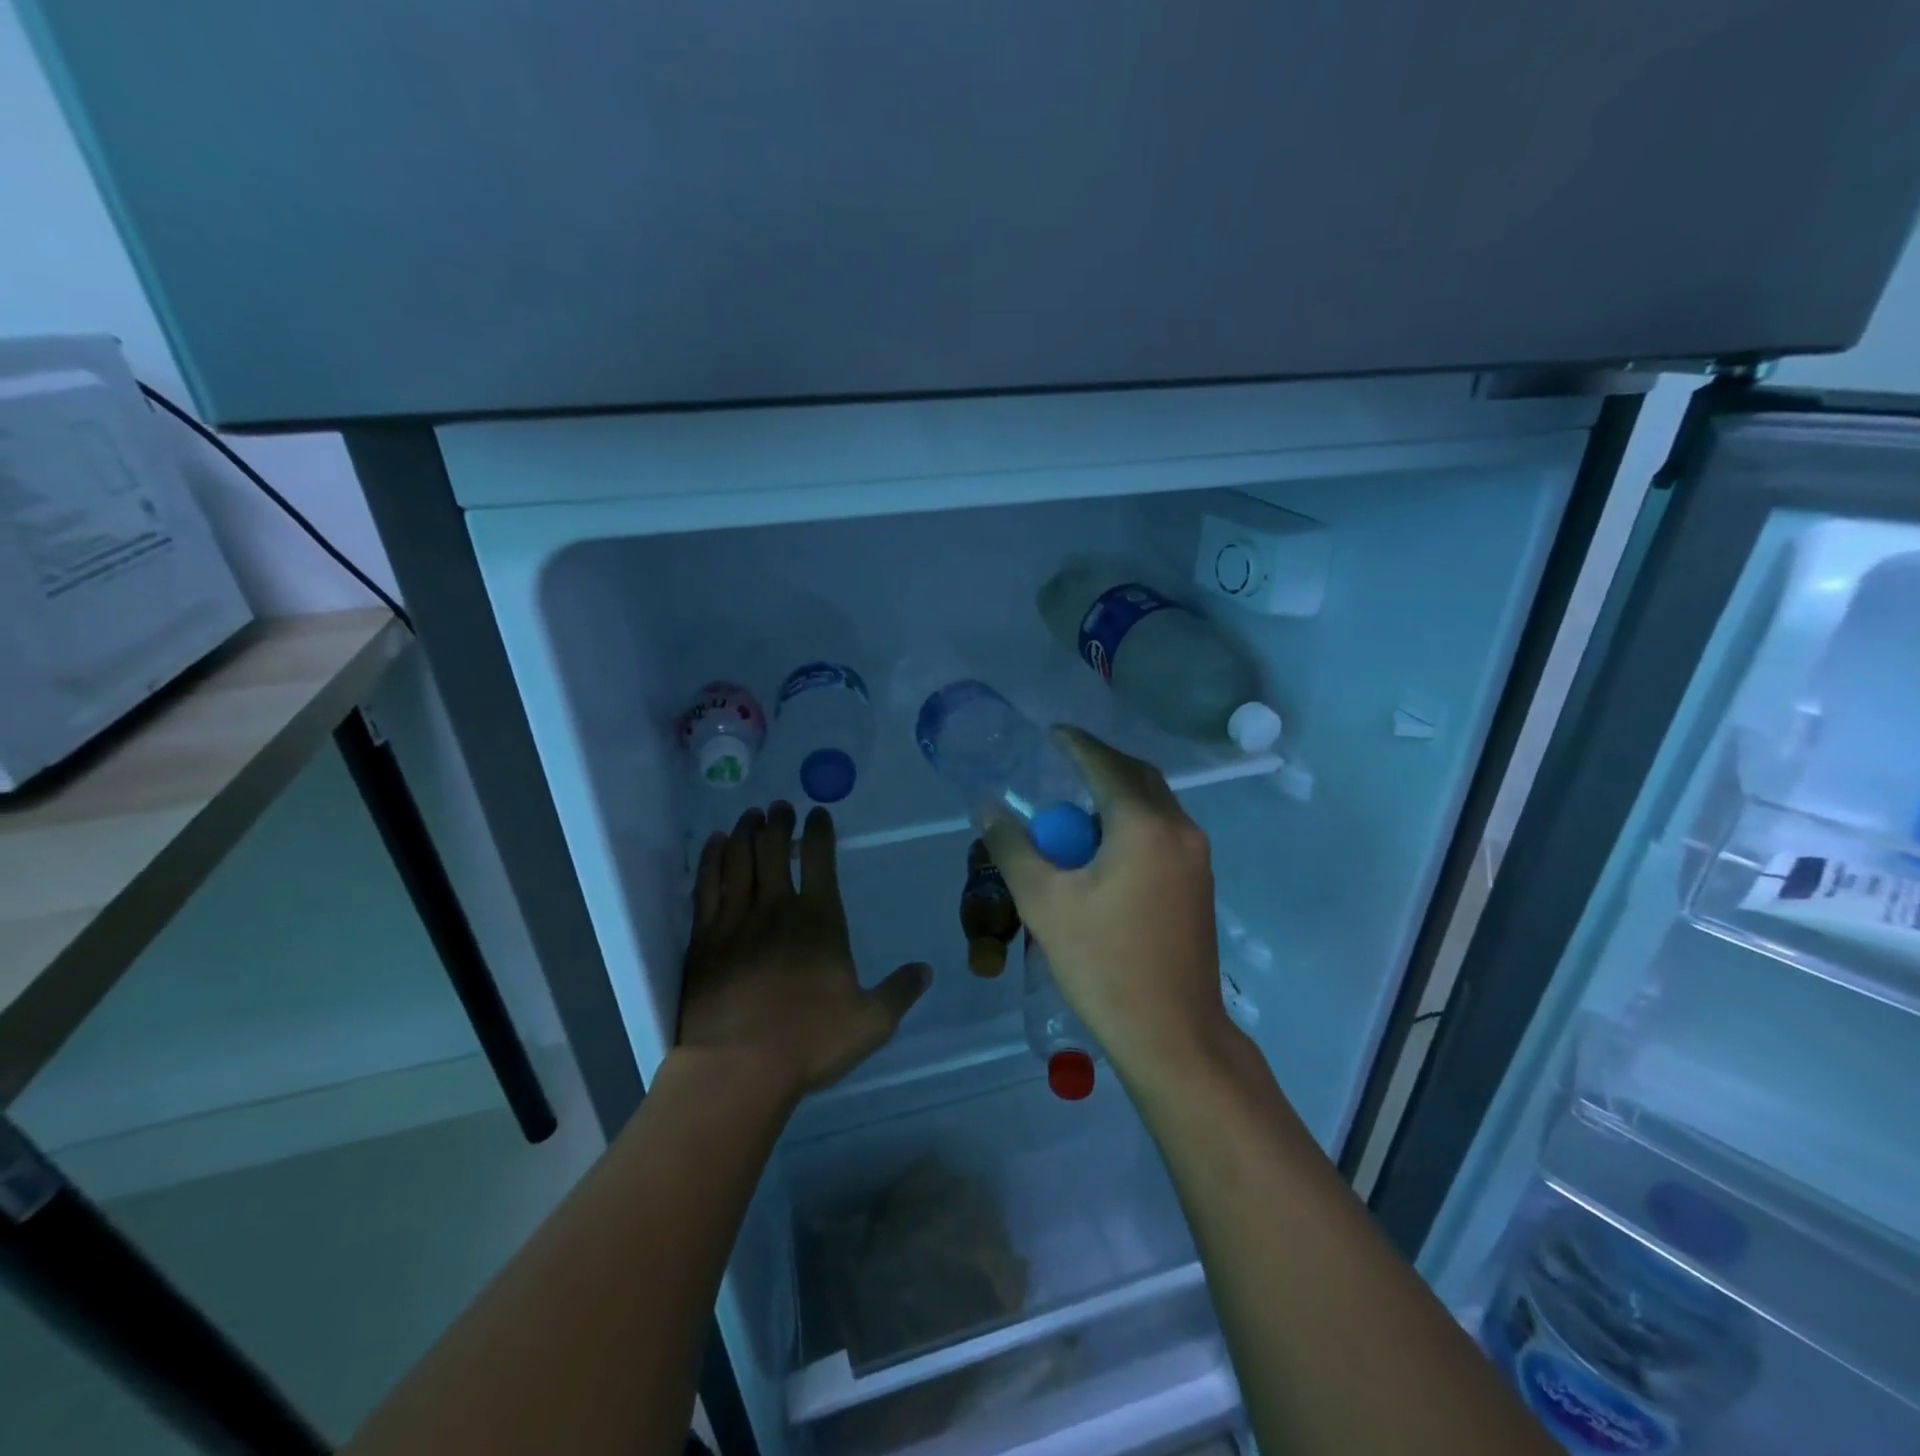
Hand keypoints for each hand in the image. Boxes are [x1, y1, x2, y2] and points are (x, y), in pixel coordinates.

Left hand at [678, 802, 931, 1104]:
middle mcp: (777, 910)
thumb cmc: (811, 1041)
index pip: (821, 862)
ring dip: (745, 834)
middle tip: (779, 806)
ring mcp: (736, 922)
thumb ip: (899, 992)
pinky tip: (713, 846)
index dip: (820, 832)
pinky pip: (707, 887)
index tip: (817, 812)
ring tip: (750, 816)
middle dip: (779, 824)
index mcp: (820, 921)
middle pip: (775, 851)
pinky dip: (711, 861)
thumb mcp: (871, 1022)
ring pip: (739, 862)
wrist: (739, 1067)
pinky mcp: (704, 940)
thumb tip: (926, 970)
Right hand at [985, 729, 1231, 1078]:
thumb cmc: (1103, 965)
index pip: (1105, 765)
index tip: (1050, 733)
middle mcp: (1180, 830)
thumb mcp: (1044, 903)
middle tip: (1062, 765)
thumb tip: (988, 809)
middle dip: (1100, 763)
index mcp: (1144, 826)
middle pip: (1138, 777)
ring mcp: (1197, 857)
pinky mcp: (1200, 882)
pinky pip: (1163, 829)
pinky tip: (1105, 844)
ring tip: (1077, 804)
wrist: (1173, 1035)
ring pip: (1155, 803)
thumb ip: (1013, 848)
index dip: (1076, 745)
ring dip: (1118, 793)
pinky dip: (1133, 819)